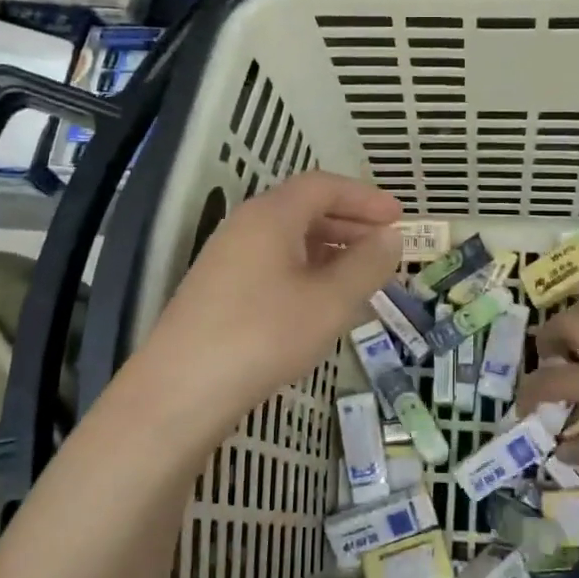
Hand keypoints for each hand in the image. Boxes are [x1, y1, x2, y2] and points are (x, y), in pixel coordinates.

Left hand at [130, 171, 401, 429]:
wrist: (180, 391)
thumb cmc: (264, 335)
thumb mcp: (330, 301)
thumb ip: (367, 265)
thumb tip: (390, 239)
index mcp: (271, 215)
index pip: (323, 186)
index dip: (364, 197)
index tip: (398, 218)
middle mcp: (245, 226)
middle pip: (304, 209)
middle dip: (350, 224)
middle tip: (385, 248)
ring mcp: (227, 258)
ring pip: (288, 240)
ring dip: (330, 251)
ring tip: (361, 278)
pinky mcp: (219, 290)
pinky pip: (273, 265)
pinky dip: (306, 272)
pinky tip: (321, 304)